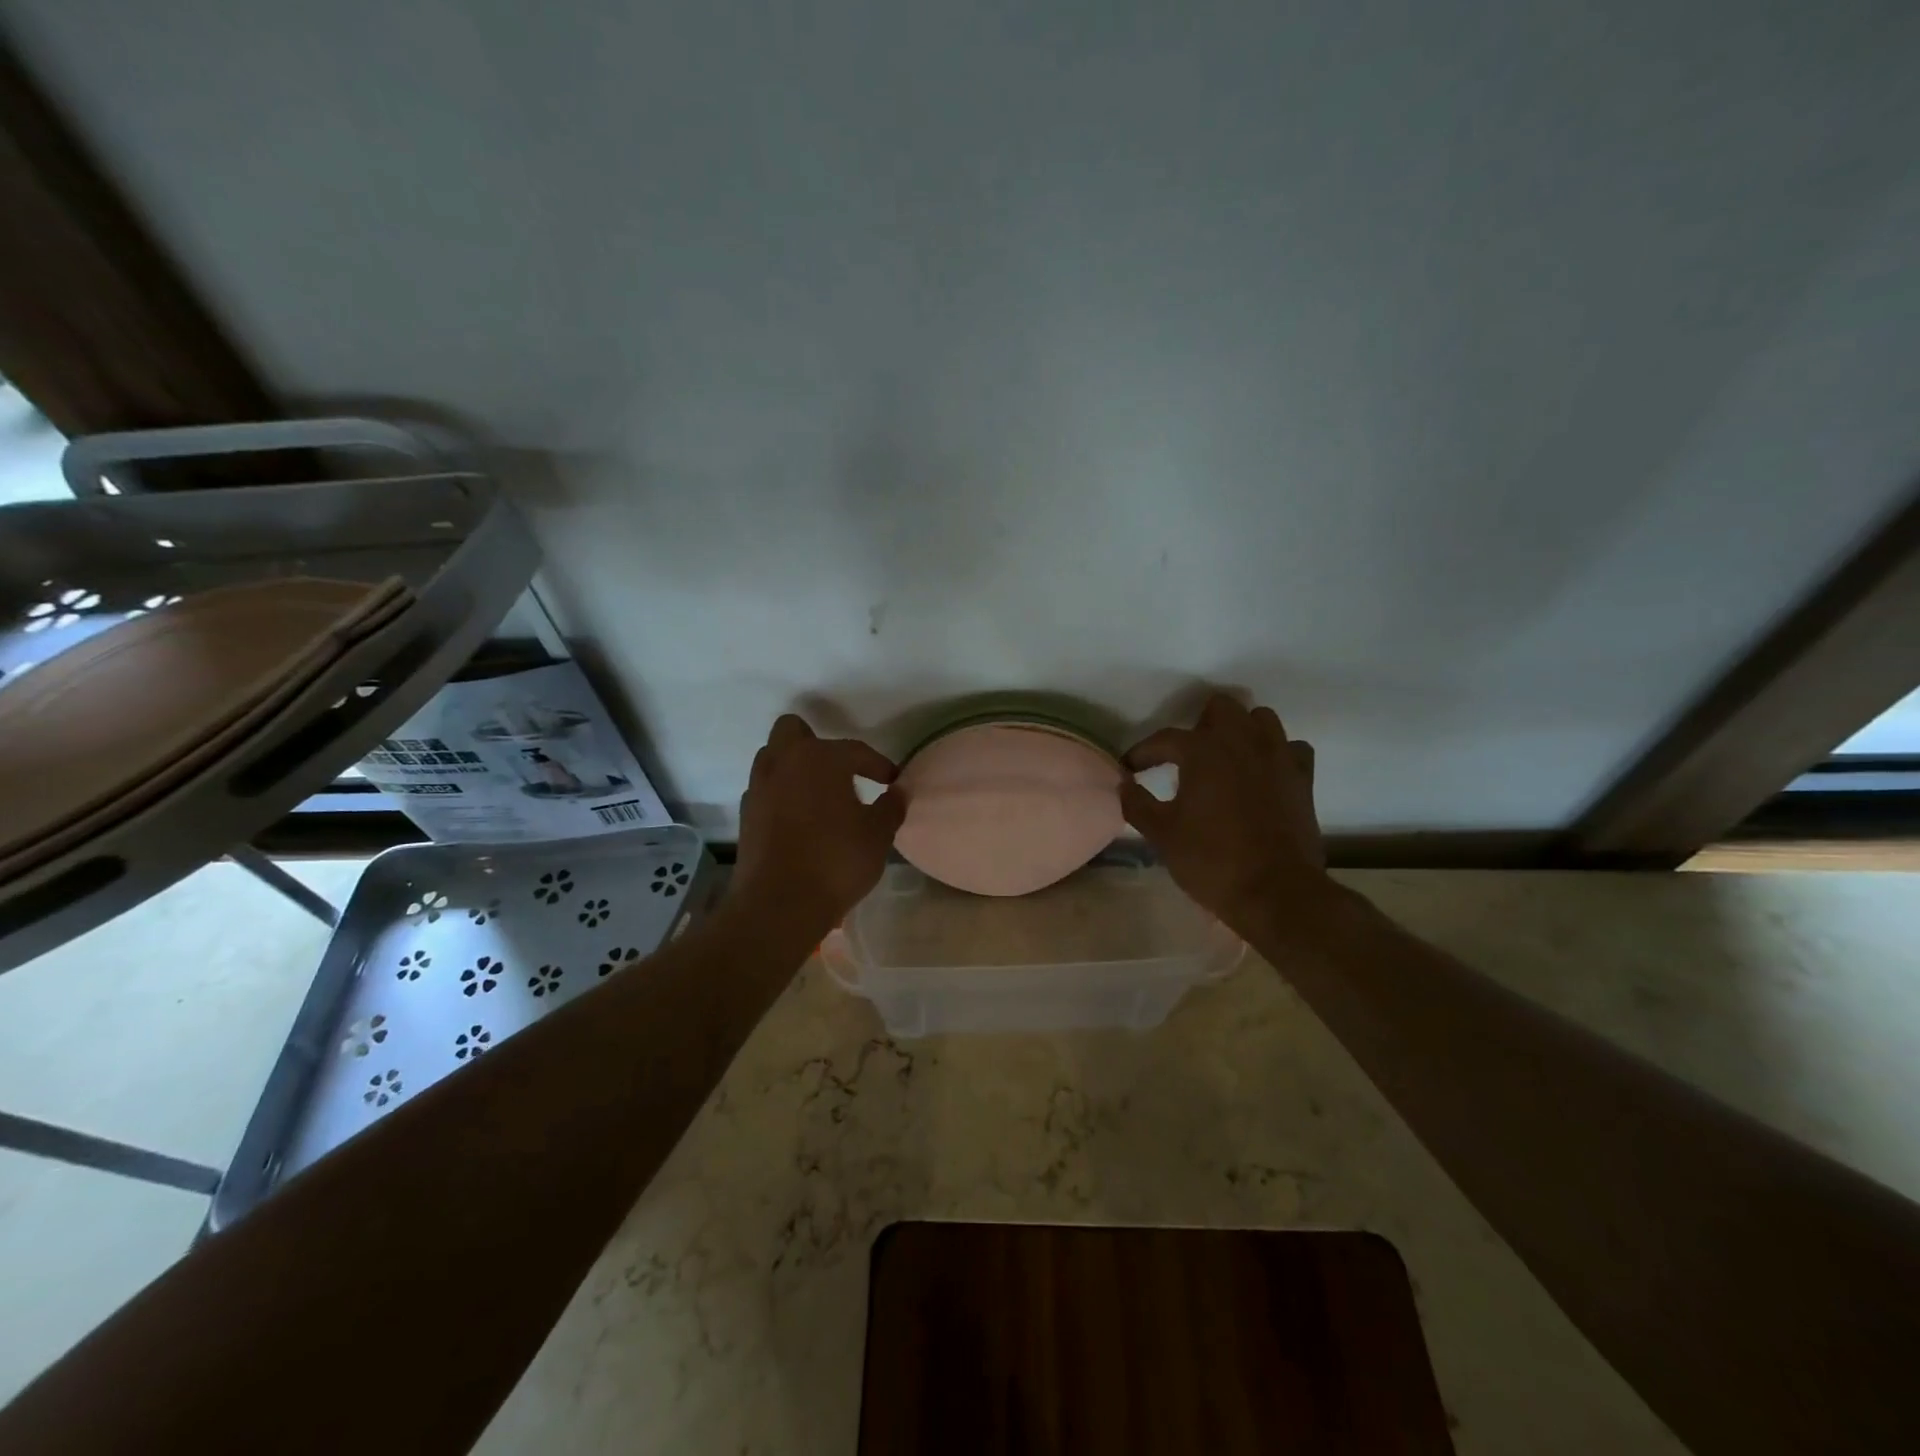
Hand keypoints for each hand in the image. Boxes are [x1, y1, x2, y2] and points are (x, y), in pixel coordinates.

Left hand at [733, 714, 905, 937]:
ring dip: (794, 768)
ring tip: (818, 794)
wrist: (779, 905)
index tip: (891, 782)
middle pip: (793, 731)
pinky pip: (765, 789)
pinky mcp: (746, 815)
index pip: (855, 750)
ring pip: (773, 758)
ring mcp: (759, 788)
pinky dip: (781, 795)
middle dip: (815, 743)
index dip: (878, 765)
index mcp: (819, 758)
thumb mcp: (878, 835)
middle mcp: (783, 763)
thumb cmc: (836, 861)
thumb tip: (898, 792)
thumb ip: (891, 807)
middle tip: (839, 771)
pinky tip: (800, 819)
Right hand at [1121, 694, 1330, 937]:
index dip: (1143, 752)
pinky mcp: (1303, 777)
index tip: (1130, 768)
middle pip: (1220, 708)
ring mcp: (1278, 756)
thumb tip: (1123, 785)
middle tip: (1186, 757)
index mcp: (1203, 750)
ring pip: (1261, 719)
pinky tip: (1263, 774)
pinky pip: (1291, 748)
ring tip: (1226, 758)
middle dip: (1199, 725)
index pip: (1165, 738)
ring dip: (1241, 731)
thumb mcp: (1161, 834)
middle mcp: (1243, 741)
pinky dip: (1276, 754)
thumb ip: (1137, 803)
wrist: (1275, 892)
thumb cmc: (1211, 860)